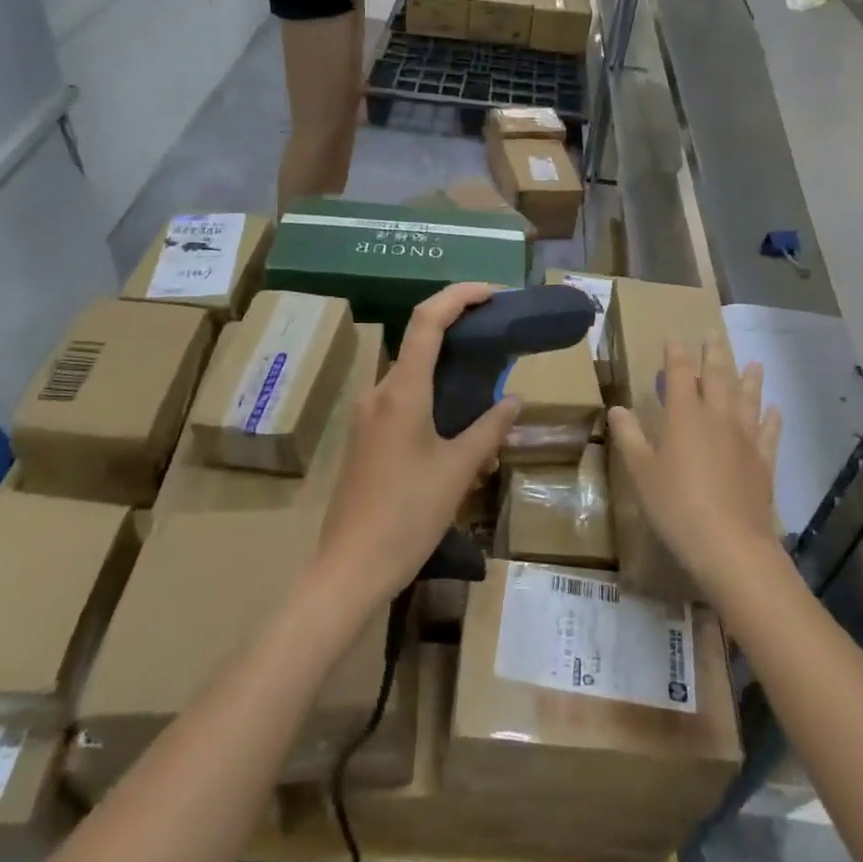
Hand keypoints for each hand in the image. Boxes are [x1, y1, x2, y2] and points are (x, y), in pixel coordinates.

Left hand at [315, 283, 519, 604]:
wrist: (349, 569)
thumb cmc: (407, 516)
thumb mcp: (459, 470)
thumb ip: (489, 428)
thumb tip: (513, 400)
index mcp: (402, 392)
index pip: (427, 320)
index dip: (459, 296)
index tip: (492, 293)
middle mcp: (379, 394)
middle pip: (421, 346)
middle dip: (461, 340)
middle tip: (499, 347)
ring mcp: (367, 417)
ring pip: (414, 380)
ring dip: (450, 382)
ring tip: (488, 409)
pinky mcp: (365, 440)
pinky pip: (403, 406)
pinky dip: (434, 406)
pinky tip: (460, 443)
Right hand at [607, 339, 783, 595]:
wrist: (731, 545)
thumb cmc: (676, 506)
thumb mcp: (642, 473)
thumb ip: (629, 437)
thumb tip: (617, 408)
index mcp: (685, 416)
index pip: (681, 374)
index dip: (676, 354)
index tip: (673, 338)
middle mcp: (718, 418)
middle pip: (718, 377)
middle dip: (714, 354)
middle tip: (713, 335)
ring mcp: (746, 439)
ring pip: (748, 399)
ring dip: (749, 378)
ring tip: (753, 362)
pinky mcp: (764, 462)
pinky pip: (770, 432)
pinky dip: (772, 418)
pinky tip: (775, 410)